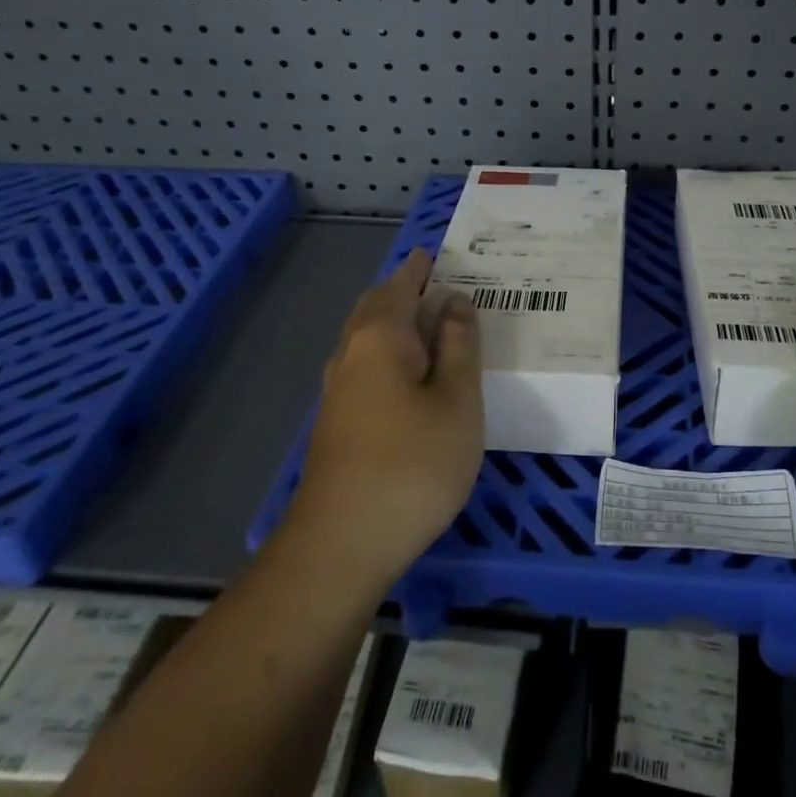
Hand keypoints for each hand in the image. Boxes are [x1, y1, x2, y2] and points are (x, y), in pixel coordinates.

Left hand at [291, 249, 483, 583]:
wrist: (342, 543)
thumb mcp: (458, 400)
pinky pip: (363, 364)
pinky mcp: (335, 422)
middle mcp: (351, 353)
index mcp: (381, 337)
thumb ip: (459, 345)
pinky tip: (406, 373)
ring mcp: (337, 390)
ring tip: (427, 322)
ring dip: (392, 321)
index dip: (419, 268)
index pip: (400, 285)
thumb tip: (453, 301)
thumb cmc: (413, 464)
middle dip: (401, 290)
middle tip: (435, 283)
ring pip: (365, 337)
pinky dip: (387, 350)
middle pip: (375, 307)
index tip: (434, 253)